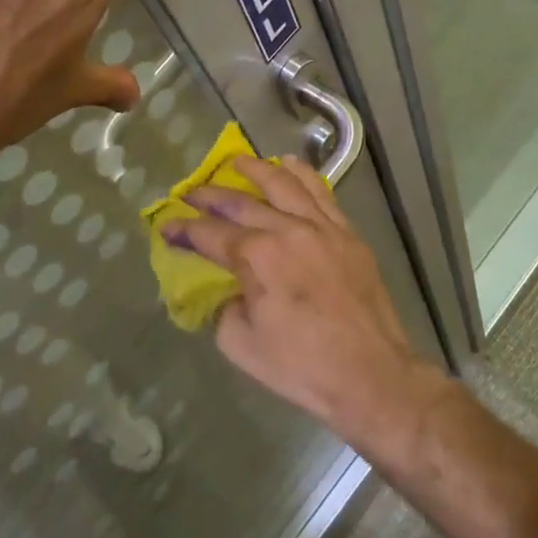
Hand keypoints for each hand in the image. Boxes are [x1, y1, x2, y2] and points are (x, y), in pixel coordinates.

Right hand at [164, 157, 445, 444]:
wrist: (371, 375)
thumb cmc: (302, 367)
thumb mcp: (241, 345)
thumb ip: (223, 308)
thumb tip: (226, 289)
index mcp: (257, 256)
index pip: (210, 234)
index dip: (183, 229)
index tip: (166, 226)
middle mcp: (287, 229)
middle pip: (241, 202)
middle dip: (209, 195)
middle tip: (189, 193)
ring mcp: (321, 226)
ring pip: (284, 183)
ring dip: (255, 169)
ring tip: (236, 162)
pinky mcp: (347, 232)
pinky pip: (321, 191)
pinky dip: (301, 174)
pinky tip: (288, 165)